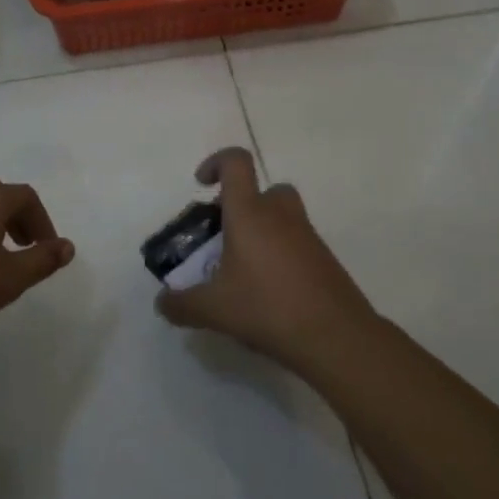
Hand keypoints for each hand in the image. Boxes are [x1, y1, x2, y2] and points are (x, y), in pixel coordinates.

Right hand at [154, 148, 376, 372]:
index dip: (216, 163)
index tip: (202, 185)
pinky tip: (268, 291)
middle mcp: (280, 214)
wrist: (336, 336)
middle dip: (240, 205)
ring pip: (281, 215)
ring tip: (243, 268)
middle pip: (262, 189)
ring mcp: (307, 235)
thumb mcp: (214, 310)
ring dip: (261, 229)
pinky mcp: (324, 258)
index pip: (236, 162)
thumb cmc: (268, 308)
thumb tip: (162, 303)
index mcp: (249, 213)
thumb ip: (182, 304)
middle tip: (223, 235)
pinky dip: (280, 254)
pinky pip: (296, 242)